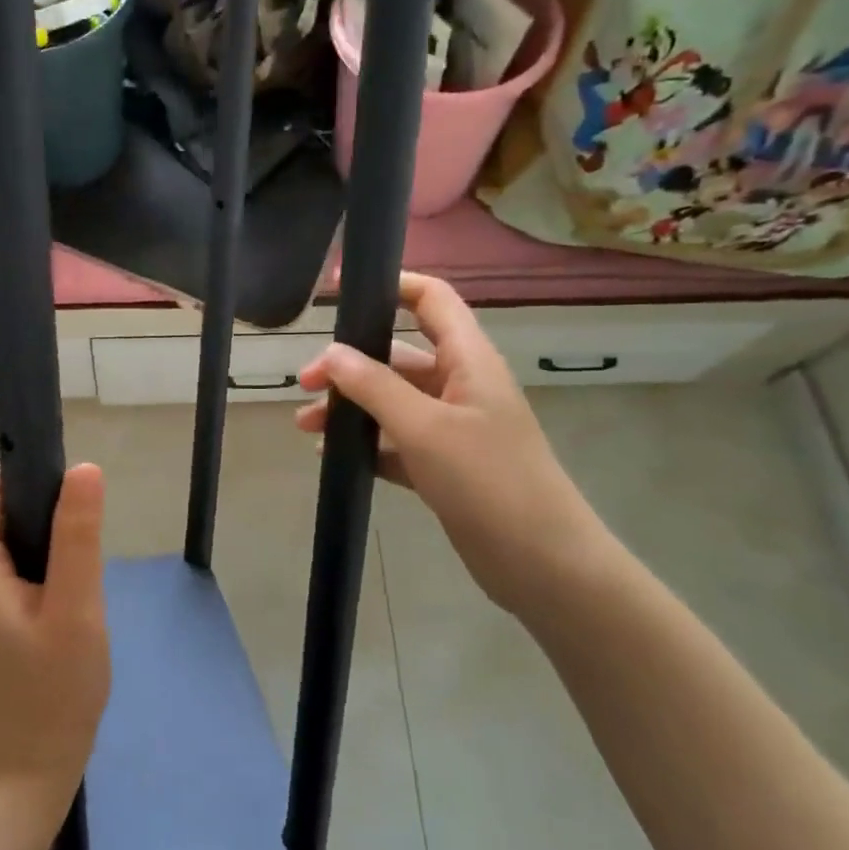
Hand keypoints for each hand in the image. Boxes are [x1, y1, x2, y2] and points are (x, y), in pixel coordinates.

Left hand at [0, 461, 109, 814]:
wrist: (28, 770)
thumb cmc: (56, 690)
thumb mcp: (77, 608)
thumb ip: (77, 534)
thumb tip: (84, 468)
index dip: (19, 474)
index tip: (64, 499)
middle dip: (33, 509)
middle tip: (77, 545)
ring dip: (34, 537)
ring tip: (71, 575)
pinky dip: (28, 561)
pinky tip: (58, 595)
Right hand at [294, 272, 606, 612]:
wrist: (542, 564)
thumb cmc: (488, 481)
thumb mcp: (425, 428)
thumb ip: (375, 387)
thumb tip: (330, 353)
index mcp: (468, 360)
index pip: (431, 300)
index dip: (389, 285)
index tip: (337, 292)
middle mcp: (461, 386)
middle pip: (398, 356)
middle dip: (350, 365)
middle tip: (306, 384)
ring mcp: (454, 428)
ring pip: (392, 402)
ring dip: (352, 408)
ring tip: (306, 427)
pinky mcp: (445, 465)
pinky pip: (397, 441)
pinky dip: (367, 444)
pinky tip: (334, 456)